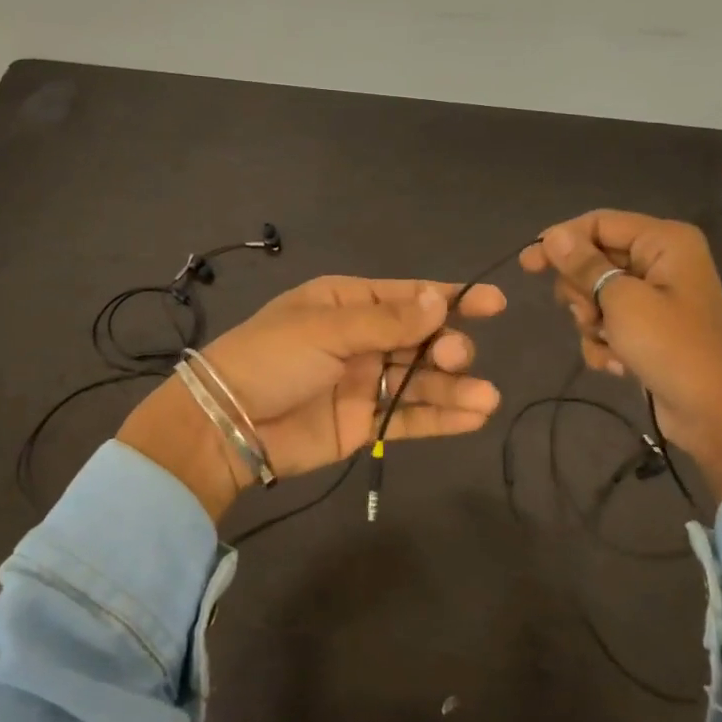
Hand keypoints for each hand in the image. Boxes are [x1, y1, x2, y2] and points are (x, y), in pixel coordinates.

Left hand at [117, 276, 505, 521]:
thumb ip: (387, 321)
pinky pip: (410, 417)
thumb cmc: (272, 359)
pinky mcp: (366, 423)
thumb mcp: (326, 328)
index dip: (452, 299)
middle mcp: (362, 340)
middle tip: (454, 357)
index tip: (494, 304)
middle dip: (447, 346)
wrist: (227, 424)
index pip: (408, 297)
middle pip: (421, 339)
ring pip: (421, 381)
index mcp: (347, 303)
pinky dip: (442, 418)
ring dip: (455, 388)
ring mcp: (365, 382)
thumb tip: (440, 300)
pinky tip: (473, 416)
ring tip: (486, 399)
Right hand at [521, 211, 721, 500]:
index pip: (598, 224)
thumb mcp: (621, 301)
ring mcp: (657, 296)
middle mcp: (662, 261)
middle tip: (588, 316)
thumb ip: (584, 265)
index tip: (527, 265)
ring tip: (610, 345)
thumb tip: (553, 235)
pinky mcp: (651, 328)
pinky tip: (618, 364)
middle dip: (582, 292)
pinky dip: (605, 342)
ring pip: (597, 294)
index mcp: (664, 241)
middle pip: (595, 259)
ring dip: (592, 322)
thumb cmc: (671, 348)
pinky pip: (610, 322)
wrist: (714, 414)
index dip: (561, 241)